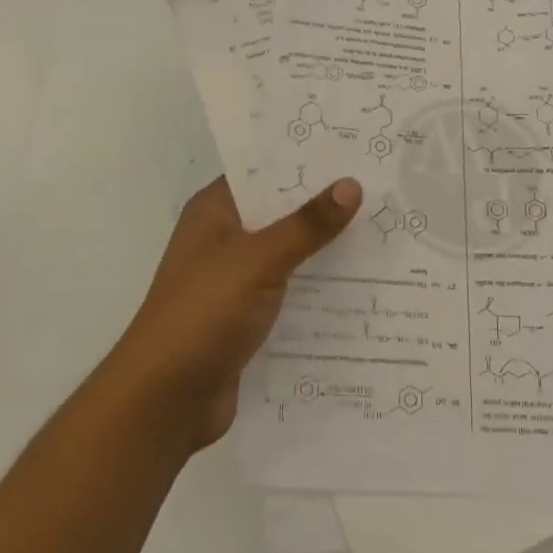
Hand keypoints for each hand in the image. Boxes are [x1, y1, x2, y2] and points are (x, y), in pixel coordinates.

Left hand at [106, 176, 362, 450]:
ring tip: (387, 234)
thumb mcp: (258, 260)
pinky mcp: (247, 319)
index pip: (265, 171)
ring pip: (290, 255)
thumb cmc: (203, 313)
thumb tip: (351, 185)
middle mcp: (224, 239)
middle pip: (282, 213)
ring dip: (328, 251)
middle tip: (385, 191)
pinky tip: (365, 288)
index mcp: (215, 211)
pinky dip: (320, 291)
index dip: (306, 160)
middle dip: (326, 206)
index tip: (355, 151)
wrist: (165, 402)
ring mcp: (235, 281)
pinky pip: (291, 294)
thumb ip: (306, 224)